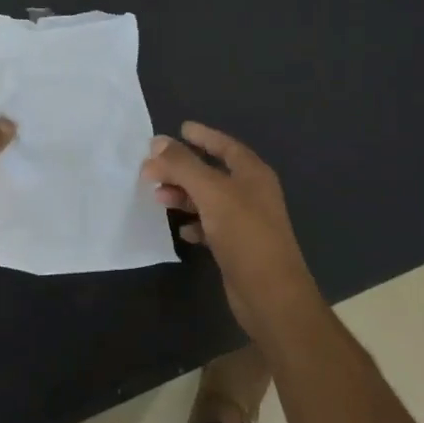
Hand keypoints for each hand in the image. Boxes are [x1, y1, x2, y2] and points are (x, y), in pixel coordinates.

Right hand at [141, 121, 321, 335]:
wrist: (270, 294)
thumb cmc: (244, 234)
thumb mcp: (211, 192)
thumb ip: (183, 165)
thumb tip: (157, 142)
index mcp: (252, 173)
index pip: (225, 145)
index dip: (203, 136)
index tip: (179, 128)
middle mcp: (251, 193)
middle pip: (212, 172)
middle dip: (183, 169)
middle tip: (153, 168)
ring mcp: (245, 221)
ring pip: (209, 199)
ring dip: (184, 196)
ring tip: (158, 197)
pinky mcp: (237, 247)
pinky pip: (211, 226)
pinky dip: (194, 224)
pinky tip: (181, 230)